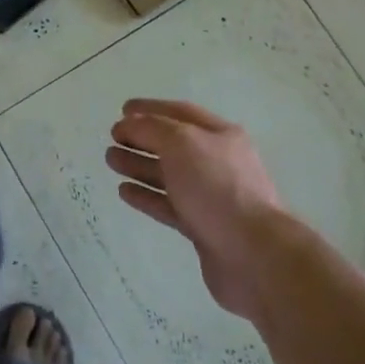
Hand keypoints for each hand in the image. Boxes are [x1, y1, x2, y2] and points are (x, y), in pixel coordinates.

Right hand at [106, 99, 287, 318]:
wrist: (253, 255)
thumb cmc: (217, 187)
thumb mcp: (181, 143)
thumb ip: (151, 128)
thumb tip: (129, 124)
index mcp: (220, 136)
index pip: (180, 113)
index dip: (150, 108)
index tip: (122, 110)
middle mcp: (217, 163)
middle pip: (172, 145)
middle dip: (141, 139)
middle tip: (112, 139)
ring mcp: (211, 197)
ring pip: (168, 175)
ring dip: (139, 166)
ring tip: (111, 161)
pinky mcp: (202, 228)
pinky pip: (169, 205)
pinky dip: (147, 196)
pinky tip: (124, 191)